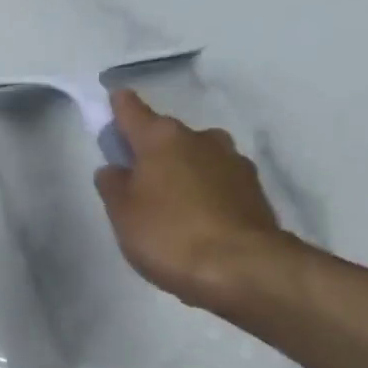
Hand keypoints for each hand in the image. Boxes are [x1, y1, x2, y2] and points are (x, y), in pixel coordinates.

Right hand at [95, 91, 289, 308]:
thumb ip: (114, 187)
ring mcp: (233, 162)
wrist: (241, 267)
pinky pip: (218, 184)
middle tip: (139, 181)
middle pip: (168, 138)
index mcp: (163, 139)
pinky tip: (199, 222)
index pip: (133, 111)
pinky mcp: (254, 190)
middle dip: (153, 152)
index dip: (119, 107)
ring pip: (198, 159)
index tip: (114, 100)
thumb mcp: (124, 216)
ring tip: (172, 208)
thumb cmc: (169, 236)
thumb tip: (113, 168)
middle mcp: (202, 138)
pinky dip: (206, 194)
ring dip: (183, 174)